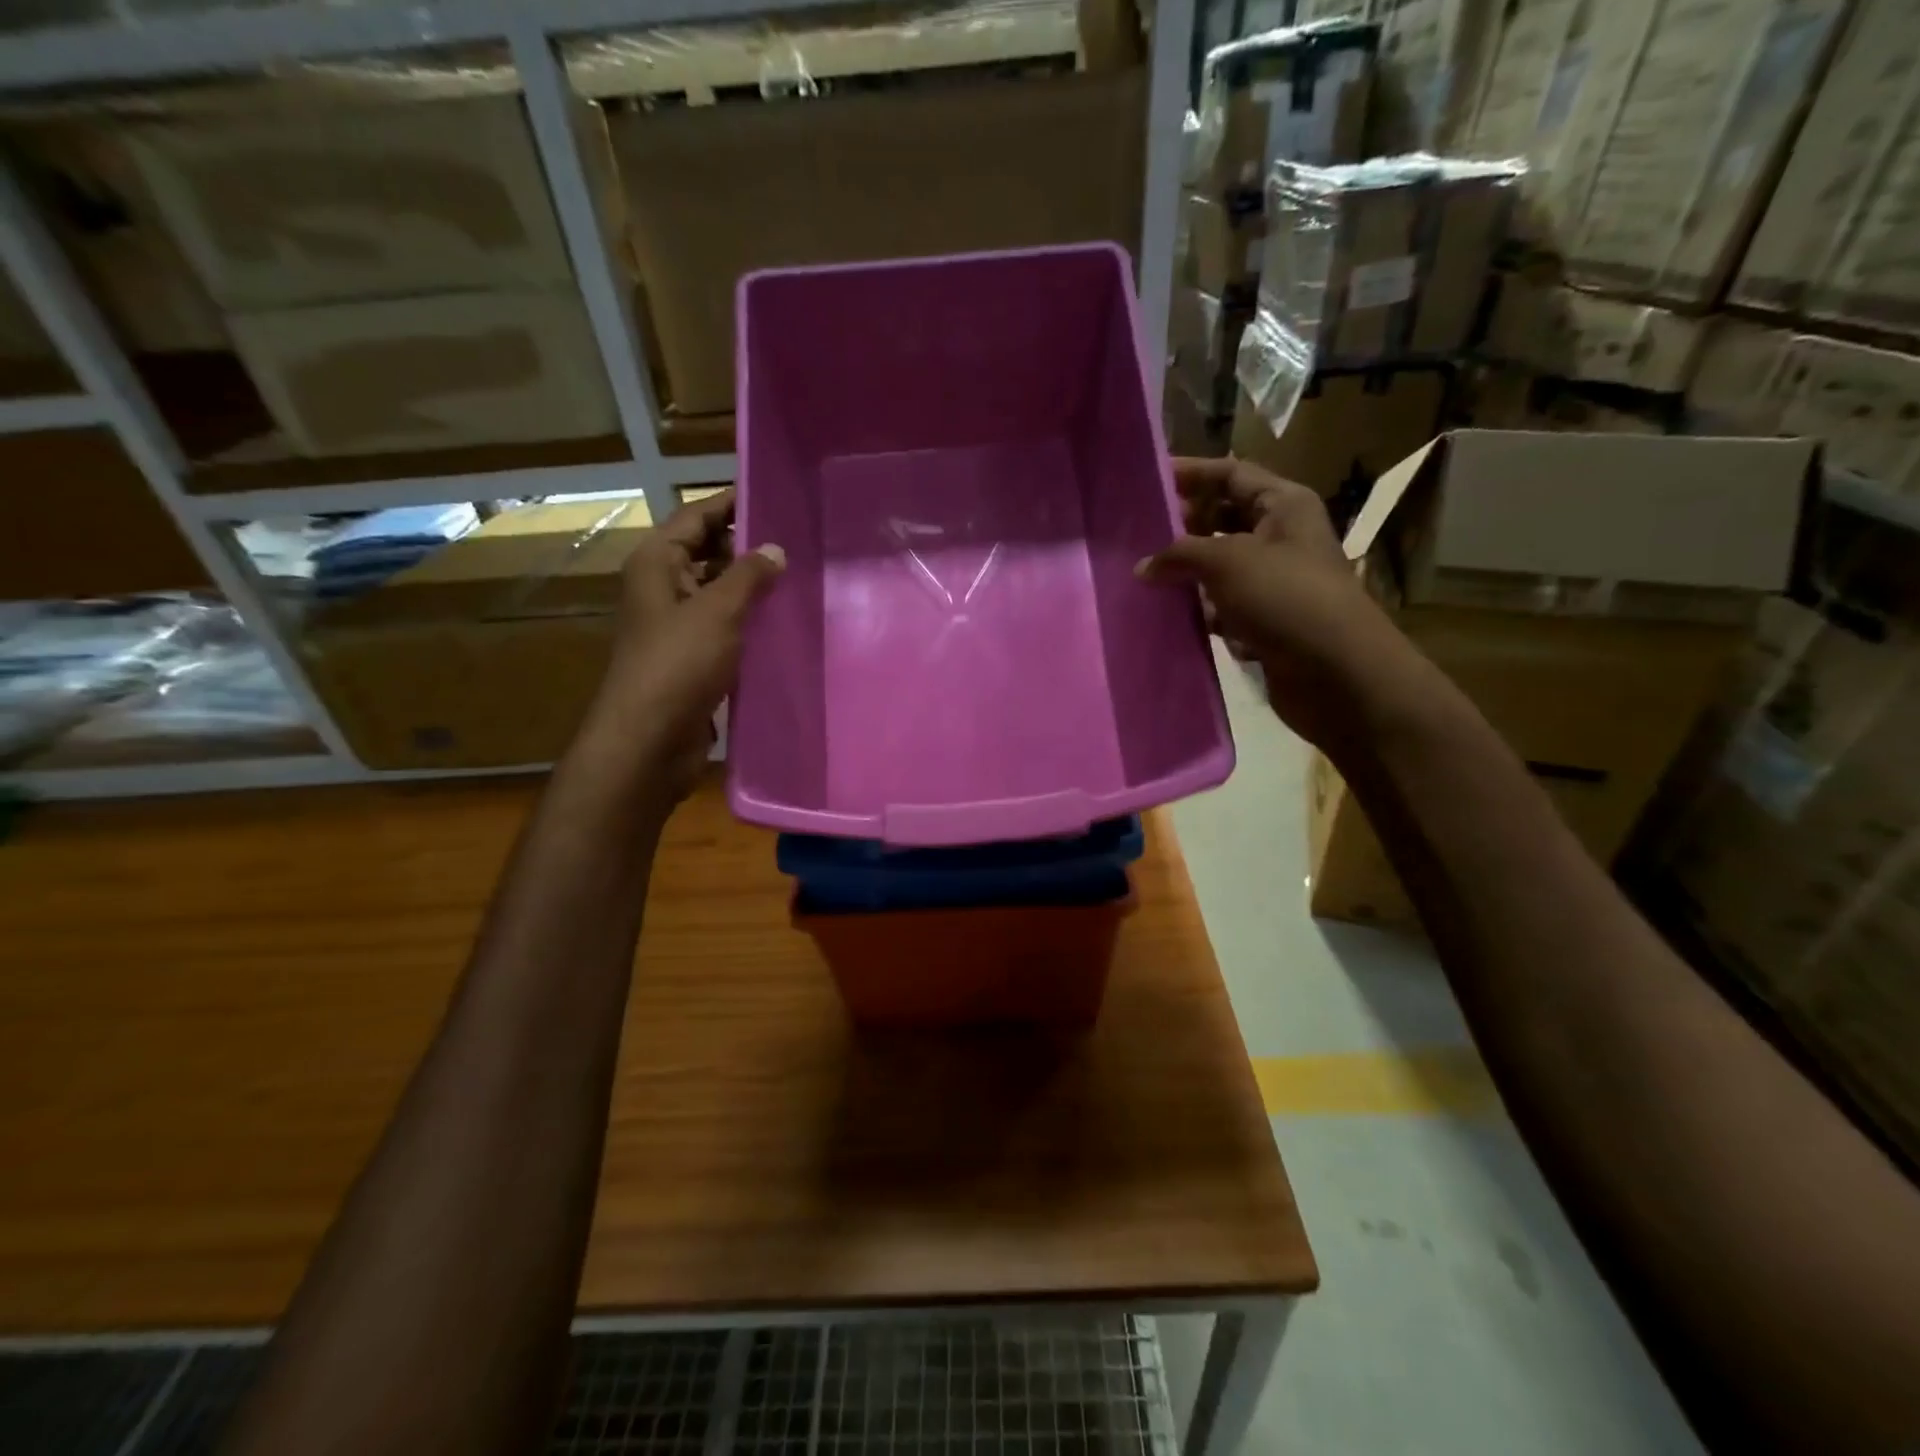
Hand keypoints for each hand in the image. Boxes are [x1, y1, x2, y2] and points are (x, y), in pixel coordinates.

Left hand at [575, 490, 783, 803]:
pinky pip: (722, 626)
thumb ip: (749, 576)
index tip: (772, 494)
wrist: (650, 738)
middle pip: (705, 552)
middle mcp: (662, 588)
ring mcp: (675, 625)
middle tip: (796, 539)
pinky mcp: (691, 658)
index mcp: (656, 564)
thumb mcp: (718, 610)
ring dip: (749, 586)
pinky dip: (747, 621)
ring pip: (716, 592)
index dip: (730, 504)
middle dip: (746, 546)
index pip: (695, 517)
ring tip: (797, 577)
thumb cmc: (678, 664)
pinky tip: (781, 622)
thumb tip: (774, 549)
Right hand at [1136, 457, 1421, 747]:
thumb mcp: (1227, 561)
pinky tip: (1169, 614)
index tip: (1148, 480)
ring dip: (1187, 572)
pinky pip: (1223, 606)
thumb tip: (1143, 567)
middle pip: (1223, 518)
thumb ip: (1180, 554)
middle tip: (1138, 534)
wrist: (1335, 672)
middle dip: (1184, 525)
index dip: (1192, 473)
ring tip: (1143, 576)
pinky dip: (1199, 609)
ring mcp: (1273, 582)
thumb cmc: (1285, 598)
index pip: (1231, 474)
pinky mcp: (1264, 621)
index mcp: (1283, 506)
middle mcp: (1280, 537)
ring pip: (1219, 566)